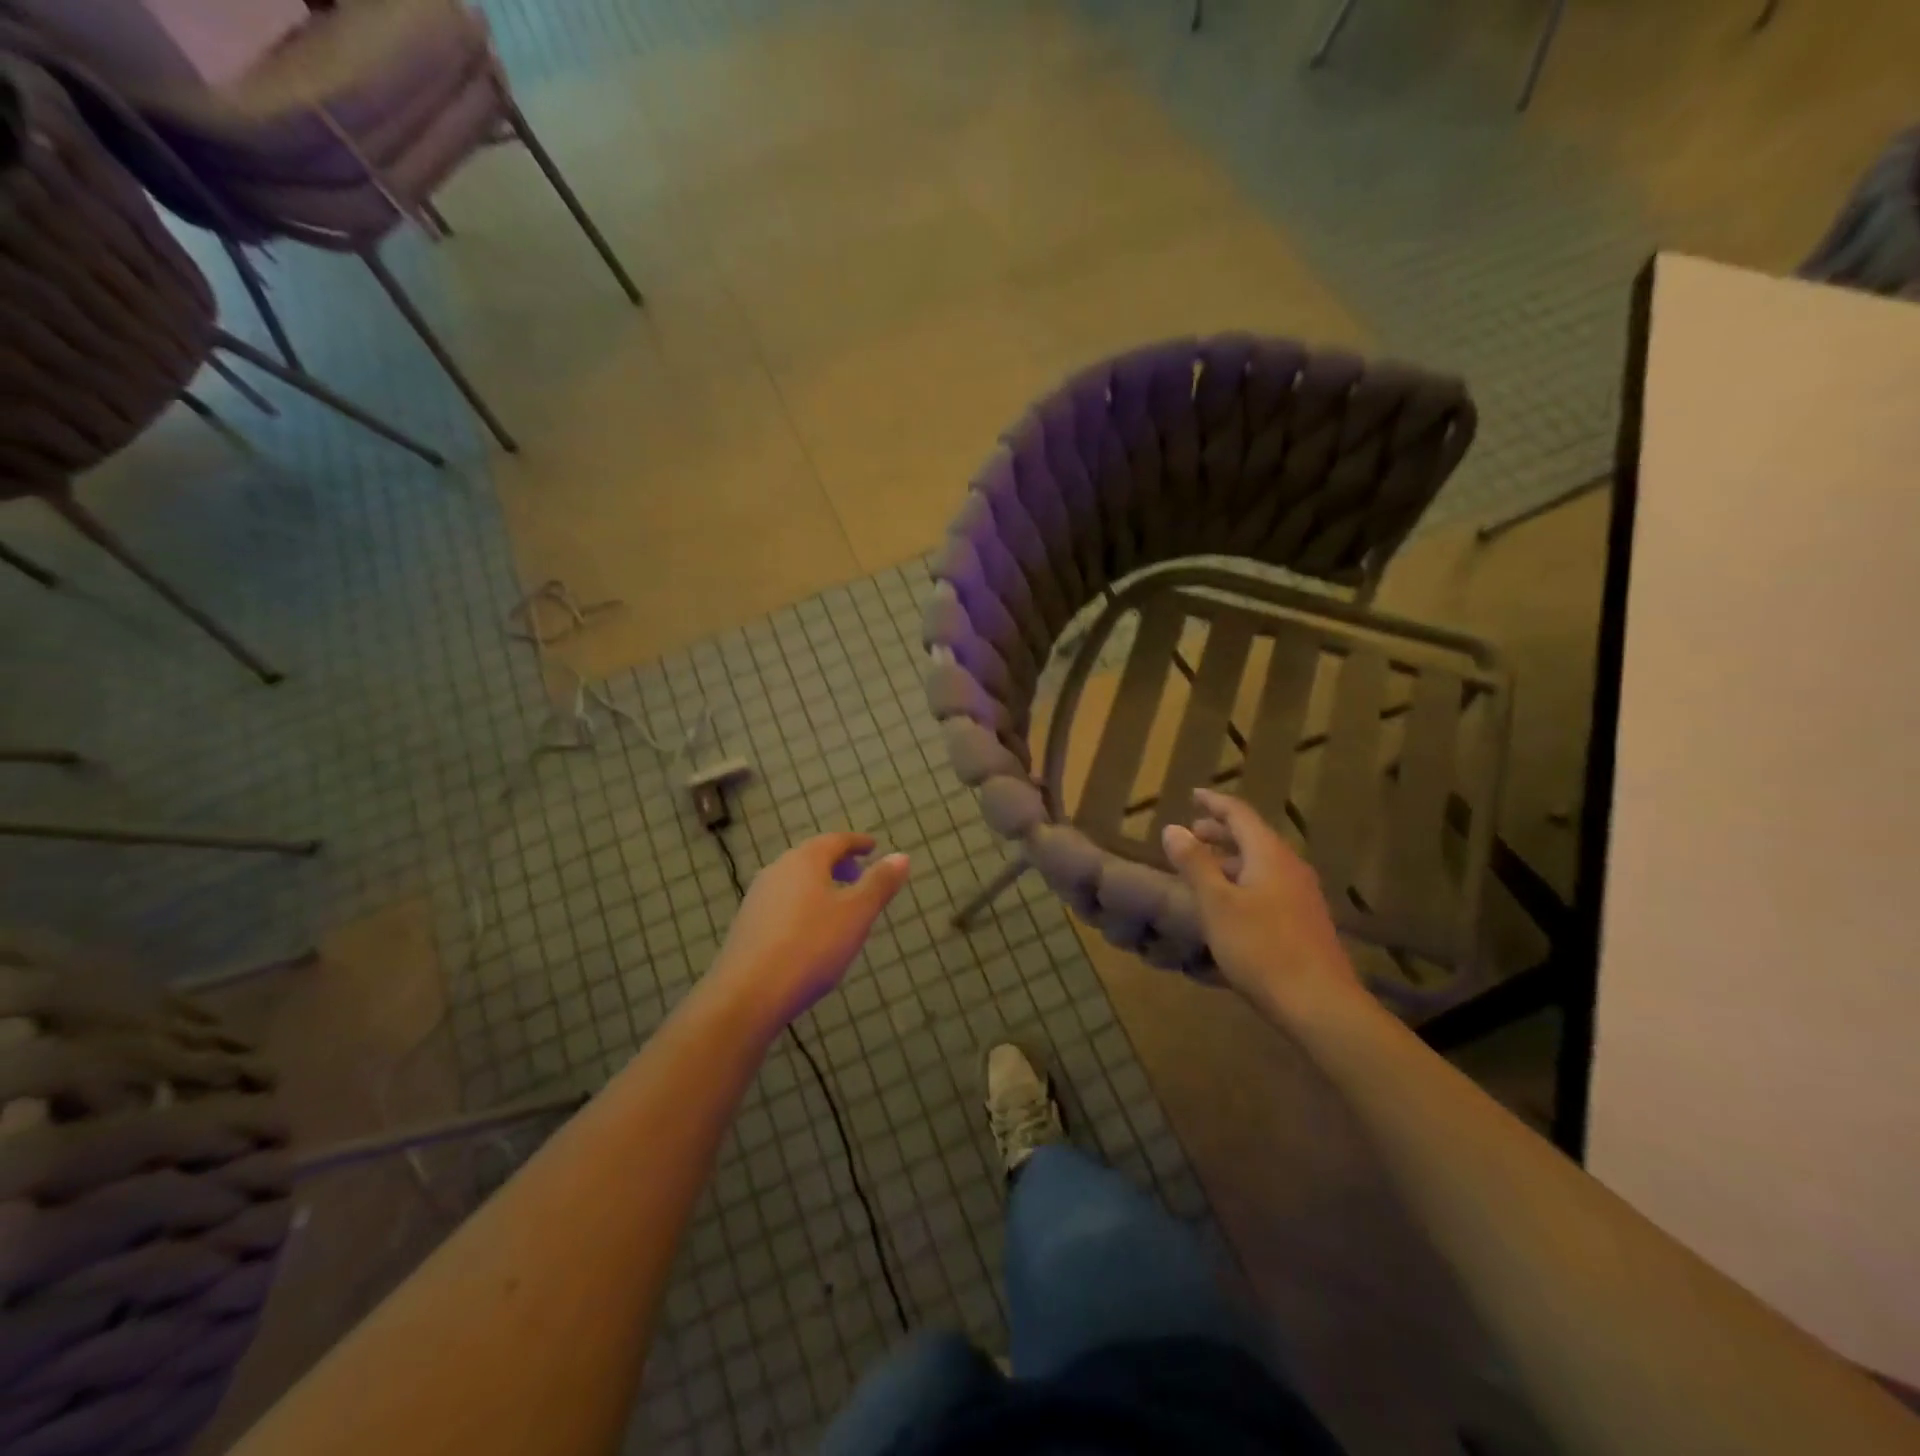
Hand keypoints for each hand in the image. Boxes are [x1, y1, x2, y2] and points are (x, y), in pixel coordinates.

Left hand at [709, 832, 909, 1029]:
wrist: (747, 995)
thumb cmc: (810, 946)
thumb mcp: (856, 915)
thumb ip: (879, 883)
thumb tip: (901, 855)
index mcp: (805, 860)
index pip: (836, 840)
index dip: (857, 843)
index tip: (872, 847)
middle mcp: (778, 870)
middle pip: (812, 857)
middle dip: (837, 863)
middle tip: (859, 874)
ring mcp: (758, 897)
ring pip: (796, 880)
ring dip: (819, 885)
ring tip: (839, 904)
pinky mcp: (747, 925)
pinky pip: (783, 902)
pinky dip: (803, 904)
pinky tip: (811, 930)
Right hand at [1161, 788, 1362, 1023]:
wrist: (1320, 1004)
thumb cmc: (1261, 948)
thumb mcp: (1217, 904)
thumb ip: (1195, 864)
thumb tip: (1173, 828)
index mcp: (1269, 855)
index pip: (1240, 814)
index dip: (1214, 803)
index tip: (1193, 795)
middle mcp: (1290, 867)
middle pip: (1253, 837)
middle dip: (1221, 831)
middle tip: (1193, 832)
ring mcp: (1302, 895)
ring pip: (1262, 863)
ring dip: (1232, 859)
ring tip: (1205, 869)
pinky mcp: (1305, 921)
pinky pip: (1270, 885)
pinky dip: (1244, 881)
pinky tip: (1231, 905)